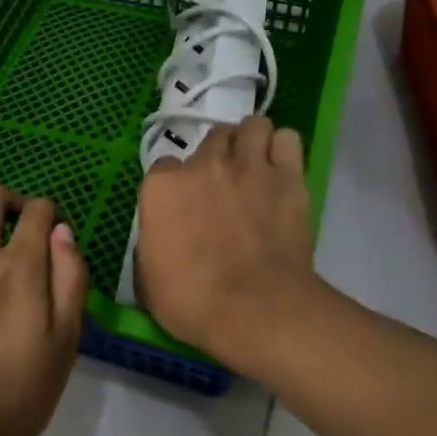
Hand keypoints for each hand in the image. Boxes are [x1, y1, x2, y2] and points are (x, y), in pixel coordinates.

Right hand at [136, 117, 322, 363]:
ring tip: (254, 165)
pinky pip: (287, 139)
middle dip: (216, 156)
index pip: (163, 166)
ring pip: (252, 126)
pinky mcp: (288, 176)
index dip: (174, 185)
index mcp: (162, 187)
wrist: (255, 309)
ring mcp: (248, 165)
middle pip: (211, 138)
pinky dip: (283, 149)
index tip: (182, 205)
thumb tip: (160, 237)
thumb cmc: (192, 301)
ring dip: (251, 142)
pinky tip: (281, 168)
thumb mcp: (147, 279)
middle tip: (222, 184)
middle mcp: (204, 165)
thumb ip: (151, 243)